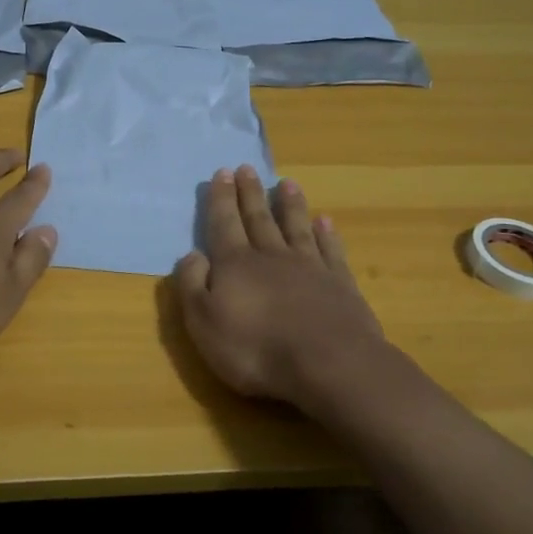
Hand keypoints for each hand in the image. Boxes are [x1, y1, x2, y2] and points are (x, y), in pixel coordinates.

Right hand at [172, 165, 391, 407]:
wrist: (329, 364)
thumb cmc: (255, 349)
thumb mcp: (204, 322)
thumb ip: (193, 285)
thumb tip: (192, 254)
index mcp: (235, 264)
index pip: (224, 224)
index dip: (221, 199)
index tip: (222, 172)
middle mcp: (271, 256)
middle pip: (258, 218)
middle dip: (250, 193)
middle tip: (247, 168)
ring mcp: (310, 267)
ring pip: (296, 227)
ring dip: (290, 205)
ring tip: (287, 183)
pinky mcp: (340, 284)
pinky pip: (331, 250)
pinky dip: (327, 233)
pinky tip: (325, 221)